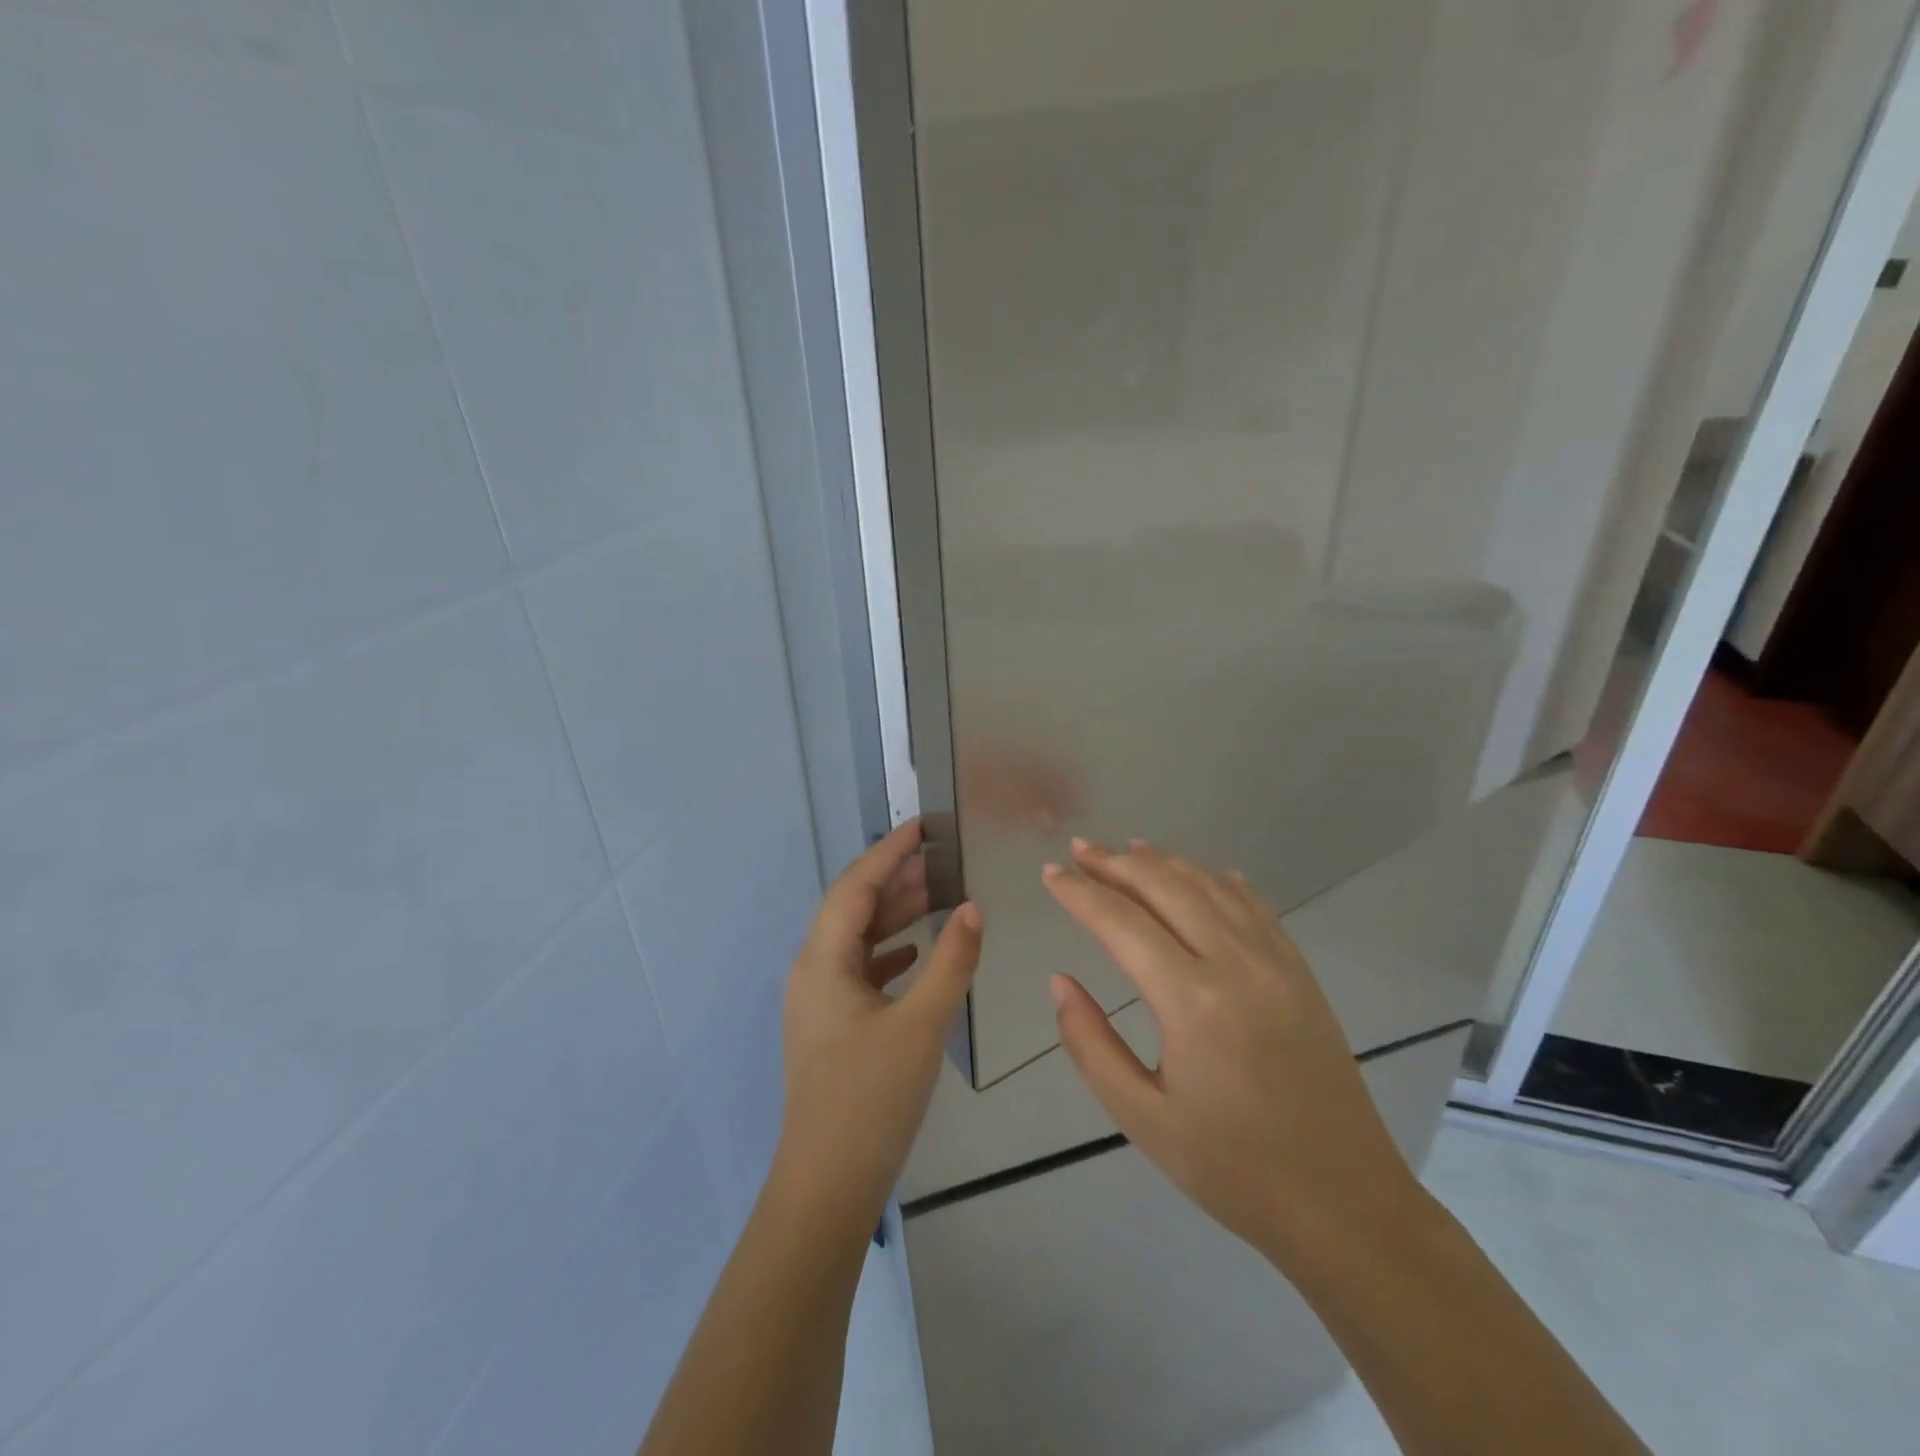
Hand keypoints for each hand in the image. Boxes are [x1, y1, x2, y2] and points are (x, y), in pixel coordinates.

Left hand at [774, 819, 981, 1225]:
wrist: (827, 1185)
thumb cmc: (871, 1099)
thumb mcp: (921, 1025)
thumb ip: (951, 962)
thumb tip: (972, 908)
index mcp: (822, 961)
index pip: (855, 886)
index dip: (889, 852)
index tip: (923, 826)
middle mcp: (812, 971)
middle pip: (853, 908)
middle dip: (896, 880)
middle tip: (942, 859)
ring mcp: (818, 1001)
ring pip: (857, 940)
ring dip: (894, 915)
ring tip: (939, 894)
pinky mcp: (831, 1026)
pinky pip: (860, 970)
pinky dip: (889, 952)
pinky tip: (917, 952)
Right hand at [1042, 838, 1414, 1256]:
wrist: (1345, 1203)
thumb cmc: (1233, 1169)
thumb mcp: (1143, 1118)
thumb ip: (1091, 1045)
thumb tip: (1060, 982)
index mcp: (1192, 1002)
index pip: (1121, 923)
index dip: (1080, 893)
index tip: (1049, 873)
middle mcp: (1236, 964)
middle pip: (1166, 888)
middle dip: (1116, 863)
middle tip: (1079, 848)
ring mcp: (1276, 962)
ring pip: (1210, 887)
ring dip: (1164, 863)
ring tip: (1127, 849)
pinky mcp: (1300, 972)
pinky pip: (1254, 905)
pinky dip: (1217, 880)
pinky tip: (1200, 875)